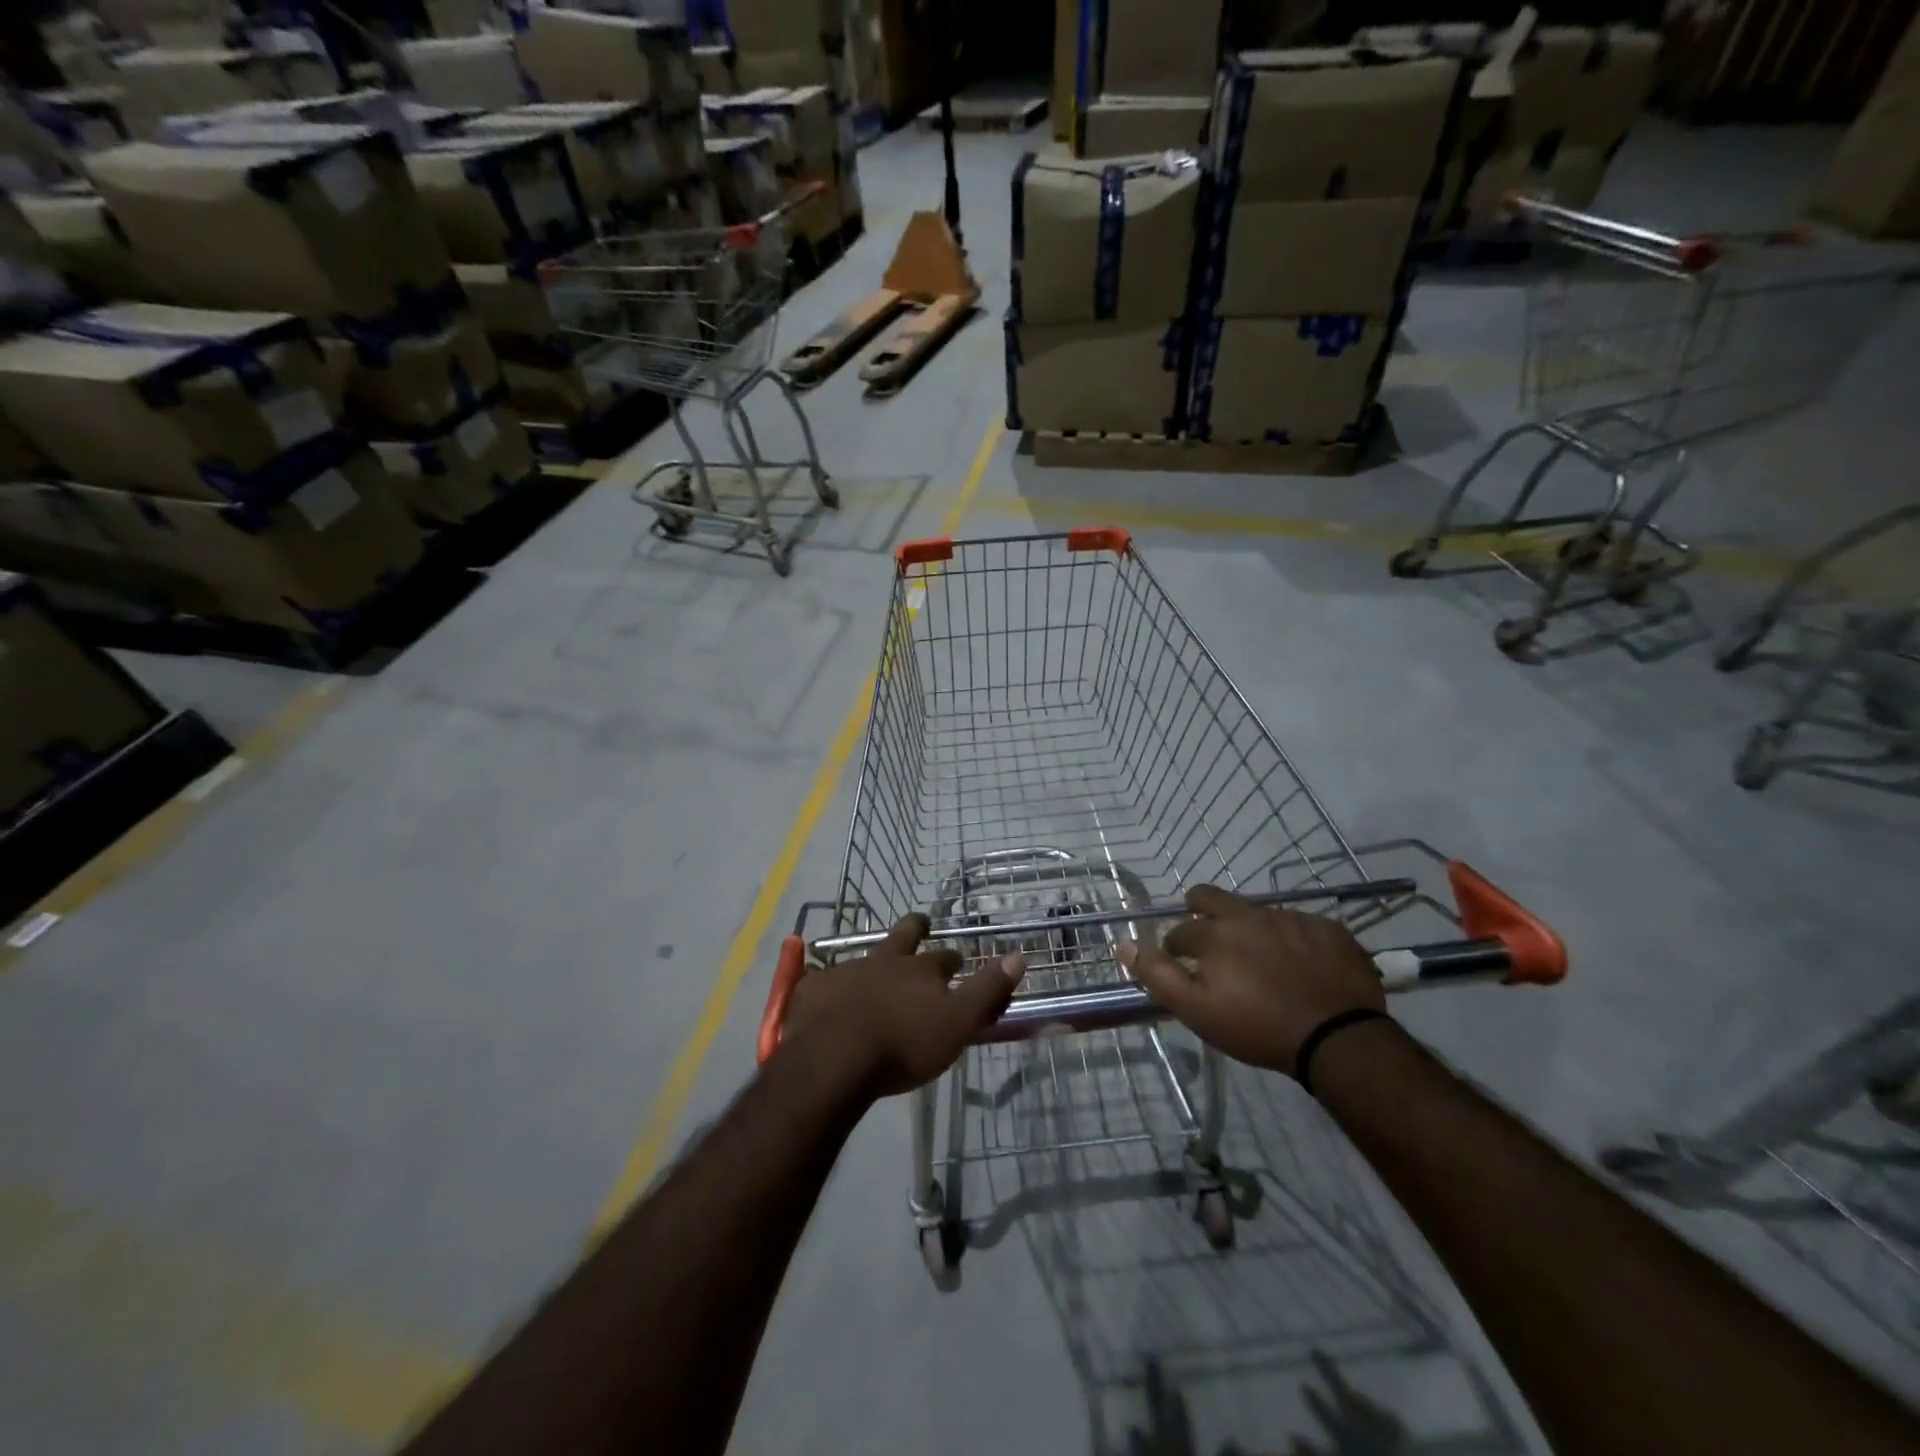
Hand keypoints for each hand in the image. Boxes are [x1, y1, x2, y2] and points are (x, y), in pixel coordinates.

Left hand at [779, 914, 1025, 1098]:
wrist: (833, 1059)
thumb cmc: (903, 1046)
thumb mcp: (957, 1024)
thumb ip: (987, 991)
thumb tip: (1019, 956)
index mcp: (921, 969)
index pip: (945, 957)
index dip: (952, 959)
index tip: (957, 962)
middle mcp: (885, 960)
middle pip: (904, 934)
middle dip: (916, 928)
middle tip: (921, 924)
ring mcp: (847, 970)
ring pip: (865, 956)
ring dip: (874, 961)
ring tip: (874, 970)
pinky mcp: (815, 987)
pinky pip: (825, 979)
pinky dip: (832, 984)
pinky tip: (829, 996)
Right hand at [1117, 885, 1384, 1074]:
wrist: (1339, 1039)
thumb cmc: (1258, 1027)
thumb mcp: (1197, 1010)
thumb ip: (1157, 974)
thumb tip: (1122, 943)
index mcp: (1215, 932)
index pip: (1181, 930)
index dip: (1175, 947)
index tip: (1180, 965)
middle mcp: (1250, 914)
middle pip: (1213, 897)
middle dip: (1200, 909)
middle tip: (1208, 937)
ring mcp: (1292, 918)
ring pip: (1256, 912)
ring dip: (1248, 928)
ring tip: (1258, 960)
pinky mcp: (1328, 929)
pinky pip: (1299, 925)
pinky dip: (1290, 940)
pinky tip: (1299, 964)